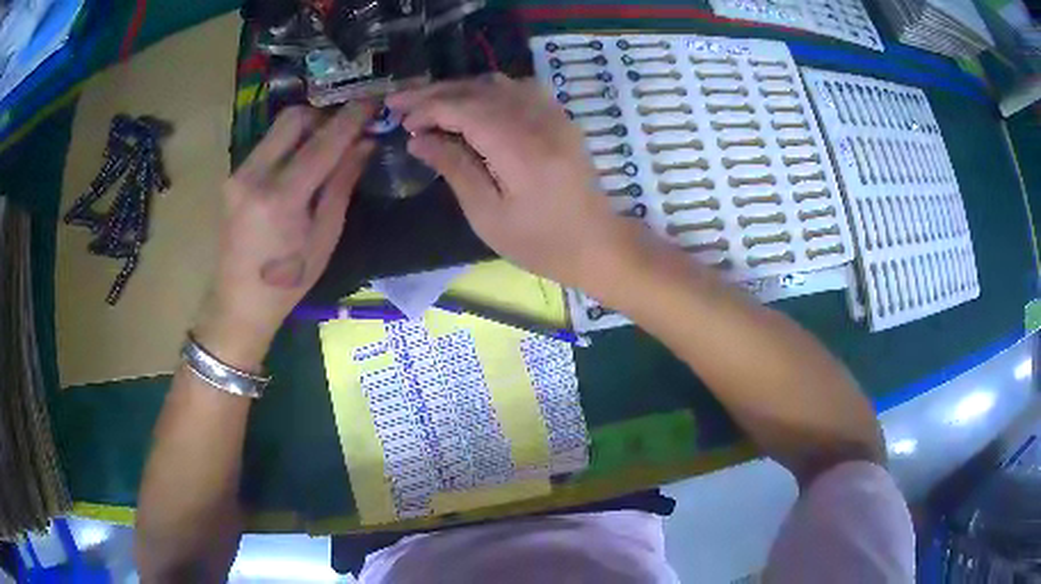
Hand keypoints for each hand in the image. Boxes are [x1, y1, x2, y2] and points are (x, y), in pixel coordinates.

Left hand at [196, 103, 374, 366]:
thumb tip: (364, 144)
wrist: (238, 304)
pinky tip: (302, 162)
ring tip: (327, 146)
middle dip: (324, 114)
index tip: (373, 100)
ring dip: (307, 128)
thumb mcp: (324, 237)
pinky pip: (267, 145)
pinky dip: (290, 143)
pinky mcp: (233, 178)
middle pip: (293, 118)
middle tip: (346, 128)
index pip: (322, 142)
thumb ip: (341, 184)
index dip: (351, 118)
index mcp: (280, 198)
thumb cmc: (288, 283)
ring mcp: (238, 175)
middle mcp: (253, 176)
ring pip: (278, 129)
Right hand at [386, 75, 638, 289]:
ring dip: (459, 88)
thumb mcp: (488, 215)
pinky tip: (471, 102)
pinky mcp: (560, 118)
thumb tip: (418, 139)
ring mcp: (554, 115)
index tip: (400, 121)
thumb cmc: (539, 243)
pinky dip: (487, 90)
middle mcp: (539, 120)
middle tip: (400, 102)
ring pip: (498, 83)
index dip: (427, 109)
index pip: (464, 109)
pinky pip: (519, 88)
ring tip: (429, 102)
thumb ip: (454, 168)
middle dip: (435, 92)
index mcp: (520, 149)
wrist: (596, 244)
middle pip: (478, 90)